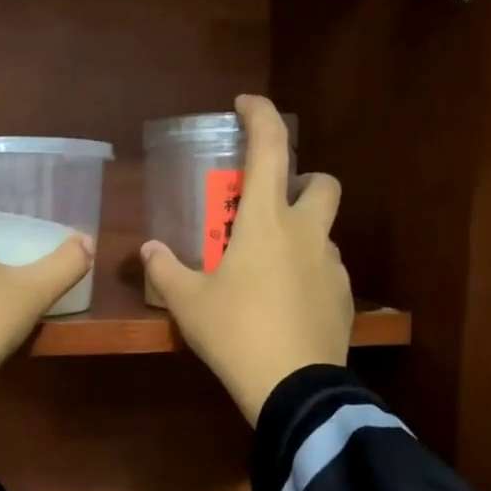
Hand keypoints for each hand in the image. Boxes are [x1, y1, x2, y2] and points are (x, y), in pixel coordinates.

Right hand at [141, 95, 351, 424]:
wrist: (293, 387)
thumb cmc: (235, 332)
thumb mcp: (189, 303)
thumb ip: (166, 271)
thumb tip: (147, 250)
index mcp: (266, 221)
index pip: (270, 147)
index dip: (260, 115)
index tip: (246, 104)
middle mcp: (306, 232)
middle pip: (323, 183)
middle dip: (304, 179)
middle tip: (274, 203)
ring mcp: (331, 265)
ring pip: (325, 231)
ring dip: (303, 232)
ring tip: (271, 266)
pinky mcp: (344, 297)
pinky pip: (327, 270)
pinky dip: (309, 271)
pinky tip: (287, 302)